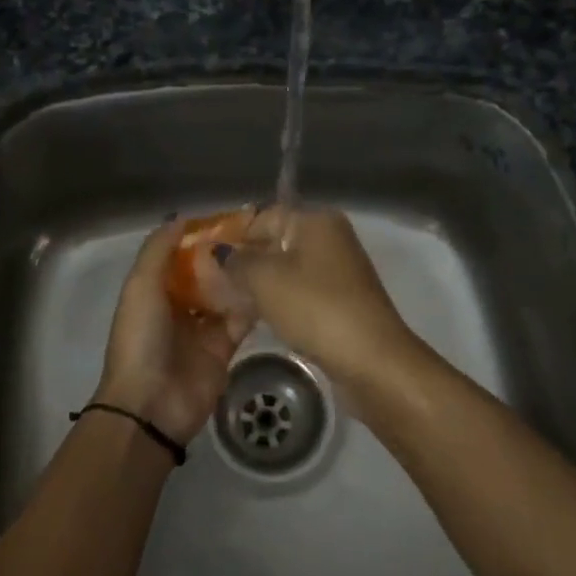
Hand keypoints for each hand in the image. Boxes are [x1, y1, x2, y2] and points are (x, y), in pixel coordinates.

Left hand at [93, 218, 253, 447]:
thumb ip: (158, 250)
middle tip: (258, 230)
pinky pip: (241, 319)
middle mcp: (178, 305)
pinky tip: (270, 282)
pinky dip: (253, 303)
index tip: (228, 215)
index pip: (180, 255)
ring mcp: (202, 328)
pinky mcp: (224, 348)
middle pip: (205, 273)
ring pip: (225, 293)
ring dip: (241, 275)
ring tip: (268, 250)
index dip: (200, 235)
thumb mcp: (140, 286)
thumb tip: (181, 218)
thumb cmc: (141, 339)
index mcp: (154, 290)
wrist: (152, 405)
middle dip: (225, 254)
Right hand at [219, 207, 424, 391]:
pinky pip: (299, 292)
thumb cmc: (315, 307)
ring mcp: (338, 270)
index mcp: (315, 219)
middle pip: (275, 242)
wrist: (372, 359)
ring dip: (258, 285)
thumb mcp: (265, 279)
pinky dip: (278, 302)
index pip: (263, 216)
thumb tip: (217, 252)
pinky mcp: (340, 300)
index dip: (232, 236)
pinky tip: (255, 318)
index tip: (203, 259)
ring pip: (286, 270)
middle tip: (209, 284)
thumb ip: (236, 261)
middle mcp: (329, 237)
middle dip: (243, 262)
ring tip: (226, 304)